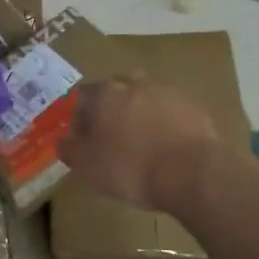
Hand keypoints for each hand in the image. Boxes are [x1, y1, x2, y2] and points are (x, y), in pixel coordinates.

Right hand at [59, 76, 239, 215]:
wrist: (192, 173)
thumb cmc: (131, 168)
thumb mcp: (88, 167)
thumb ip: (70, 150)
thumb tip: (64, 140)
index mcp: (105, 94)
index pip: (83, 95)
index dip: (80, 116)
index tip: (84, 138)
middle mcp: (135, 84)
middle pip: (116, 90)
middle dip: (112, 108)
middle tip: (113, 136)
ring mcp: (167, 93)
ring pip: (146, 98)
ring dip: (141, 113)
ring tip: (143, 141)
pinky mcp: (194, 108)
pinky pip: (172, 112)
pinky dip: (166, 123)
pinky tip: (168, 147)